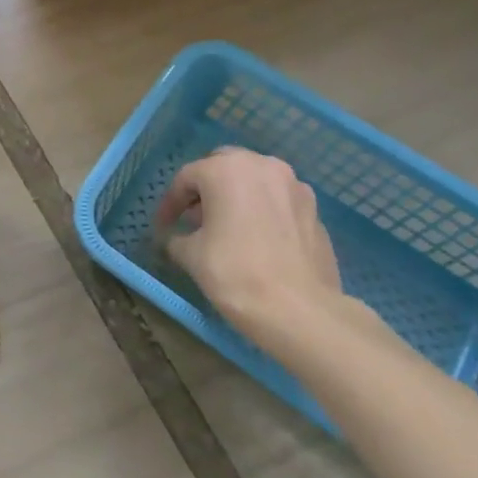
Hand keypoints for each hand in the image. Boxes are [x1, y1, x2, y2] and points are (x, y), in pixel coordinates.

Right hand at [155, 146, 374, 354]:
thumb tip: (177, 238)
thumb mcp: (190, 255)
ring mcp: (295, 187)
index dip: (170, 203)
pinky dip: (262, 211)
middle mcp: (263, 166)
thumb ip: (177, 237)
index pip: (186, 178)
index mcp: (226, 169)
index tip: (163, 226)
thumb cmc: (234, 272)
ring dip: (237, 196)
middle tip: (194, 217)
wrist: (300, 311)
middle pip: (224, 167)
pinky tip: (256, 240)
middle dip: (206, 188)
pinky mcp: (315, 211)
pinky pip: (278, 202)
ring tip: (225, 228)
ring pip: (255, 181)